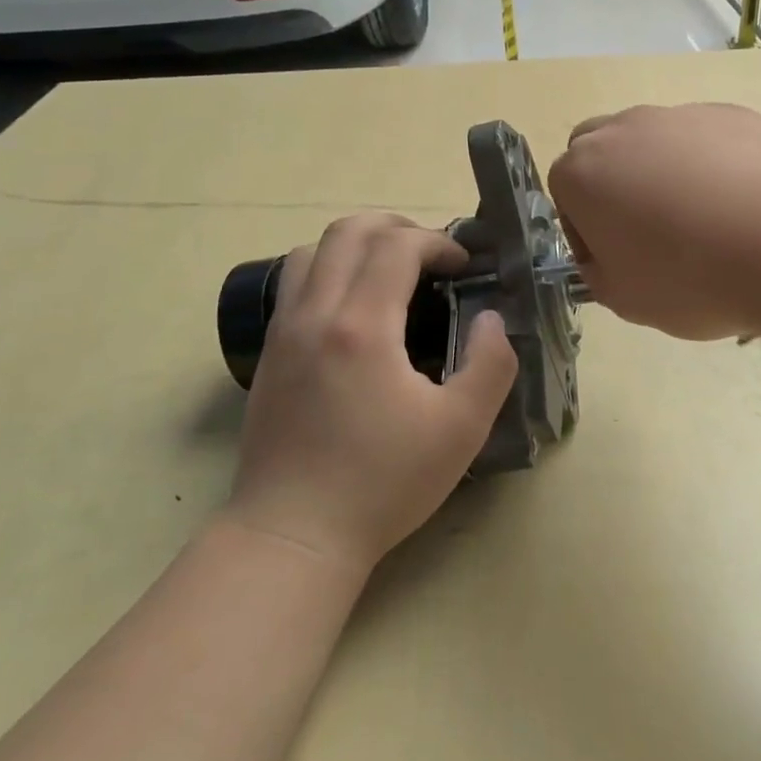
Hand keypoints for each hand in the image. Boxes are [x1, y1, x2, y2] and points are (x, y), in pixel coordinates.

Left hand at [228, 214, 519, 572]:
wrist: (294, 533)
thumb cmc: (382, 483)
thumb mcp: (461, 429)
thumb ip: (491, 364)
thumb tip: (490, 319)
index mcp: (362, 326)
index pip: (396, 246)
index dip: (437, 242)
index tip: (464, 267)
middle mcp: (315, 314)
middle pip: (347, 231)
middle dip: (396, 228)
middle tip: (431, 256)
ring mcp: (284, 332)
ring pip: (311, 251)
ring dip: (356, 245)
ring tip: (390, 272)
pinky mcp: (269, 355)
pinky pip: (294, 284)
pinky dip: (328, 270)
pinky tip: (354, 309)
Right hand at [547, 104, 760, 339]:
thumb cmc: (690, 279)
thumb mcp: (624, 300)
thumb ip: (599, 273)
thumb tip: (606, 256)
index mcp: (583, 173)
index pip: (563, 192)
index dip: (583, 229)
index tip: (613, 259)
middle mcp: (623, 131)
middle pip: (598, 149)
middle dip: (611, 184)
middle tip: (646, 229)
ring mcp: (679, 115)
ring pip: (652, 139)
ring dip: (660, 171)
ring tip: (704, 218)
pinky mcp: (730, 114)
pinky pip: (704, 138)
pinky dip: (709, 164)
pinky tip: (740, 202)